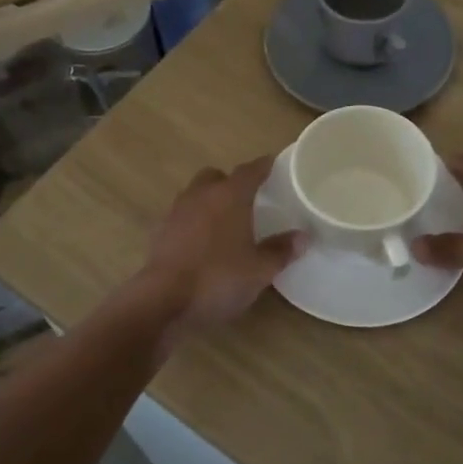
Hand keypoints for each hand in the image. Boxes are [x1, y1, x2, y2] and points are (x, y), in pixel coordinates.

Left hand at [138, 158, 302, 341]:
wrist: (163, 300)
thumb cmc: (218, 278)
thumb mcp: (259, 270)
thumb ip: (281, 251)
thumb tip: (303, 237)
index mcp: (230, 196)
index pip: (249, 171)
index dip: (262, 166)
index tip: (271, 163)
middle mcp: (201, 195)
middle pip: (215, 176)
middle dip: (229, 182)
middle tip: (245, 197)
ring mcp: (176, 212)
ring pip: (195, 194)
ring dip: (209, 201)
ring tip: (224, 221)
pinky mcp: (159, 233)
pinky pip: (181, 217)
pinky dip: (193, 222)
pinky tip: (201, 243)